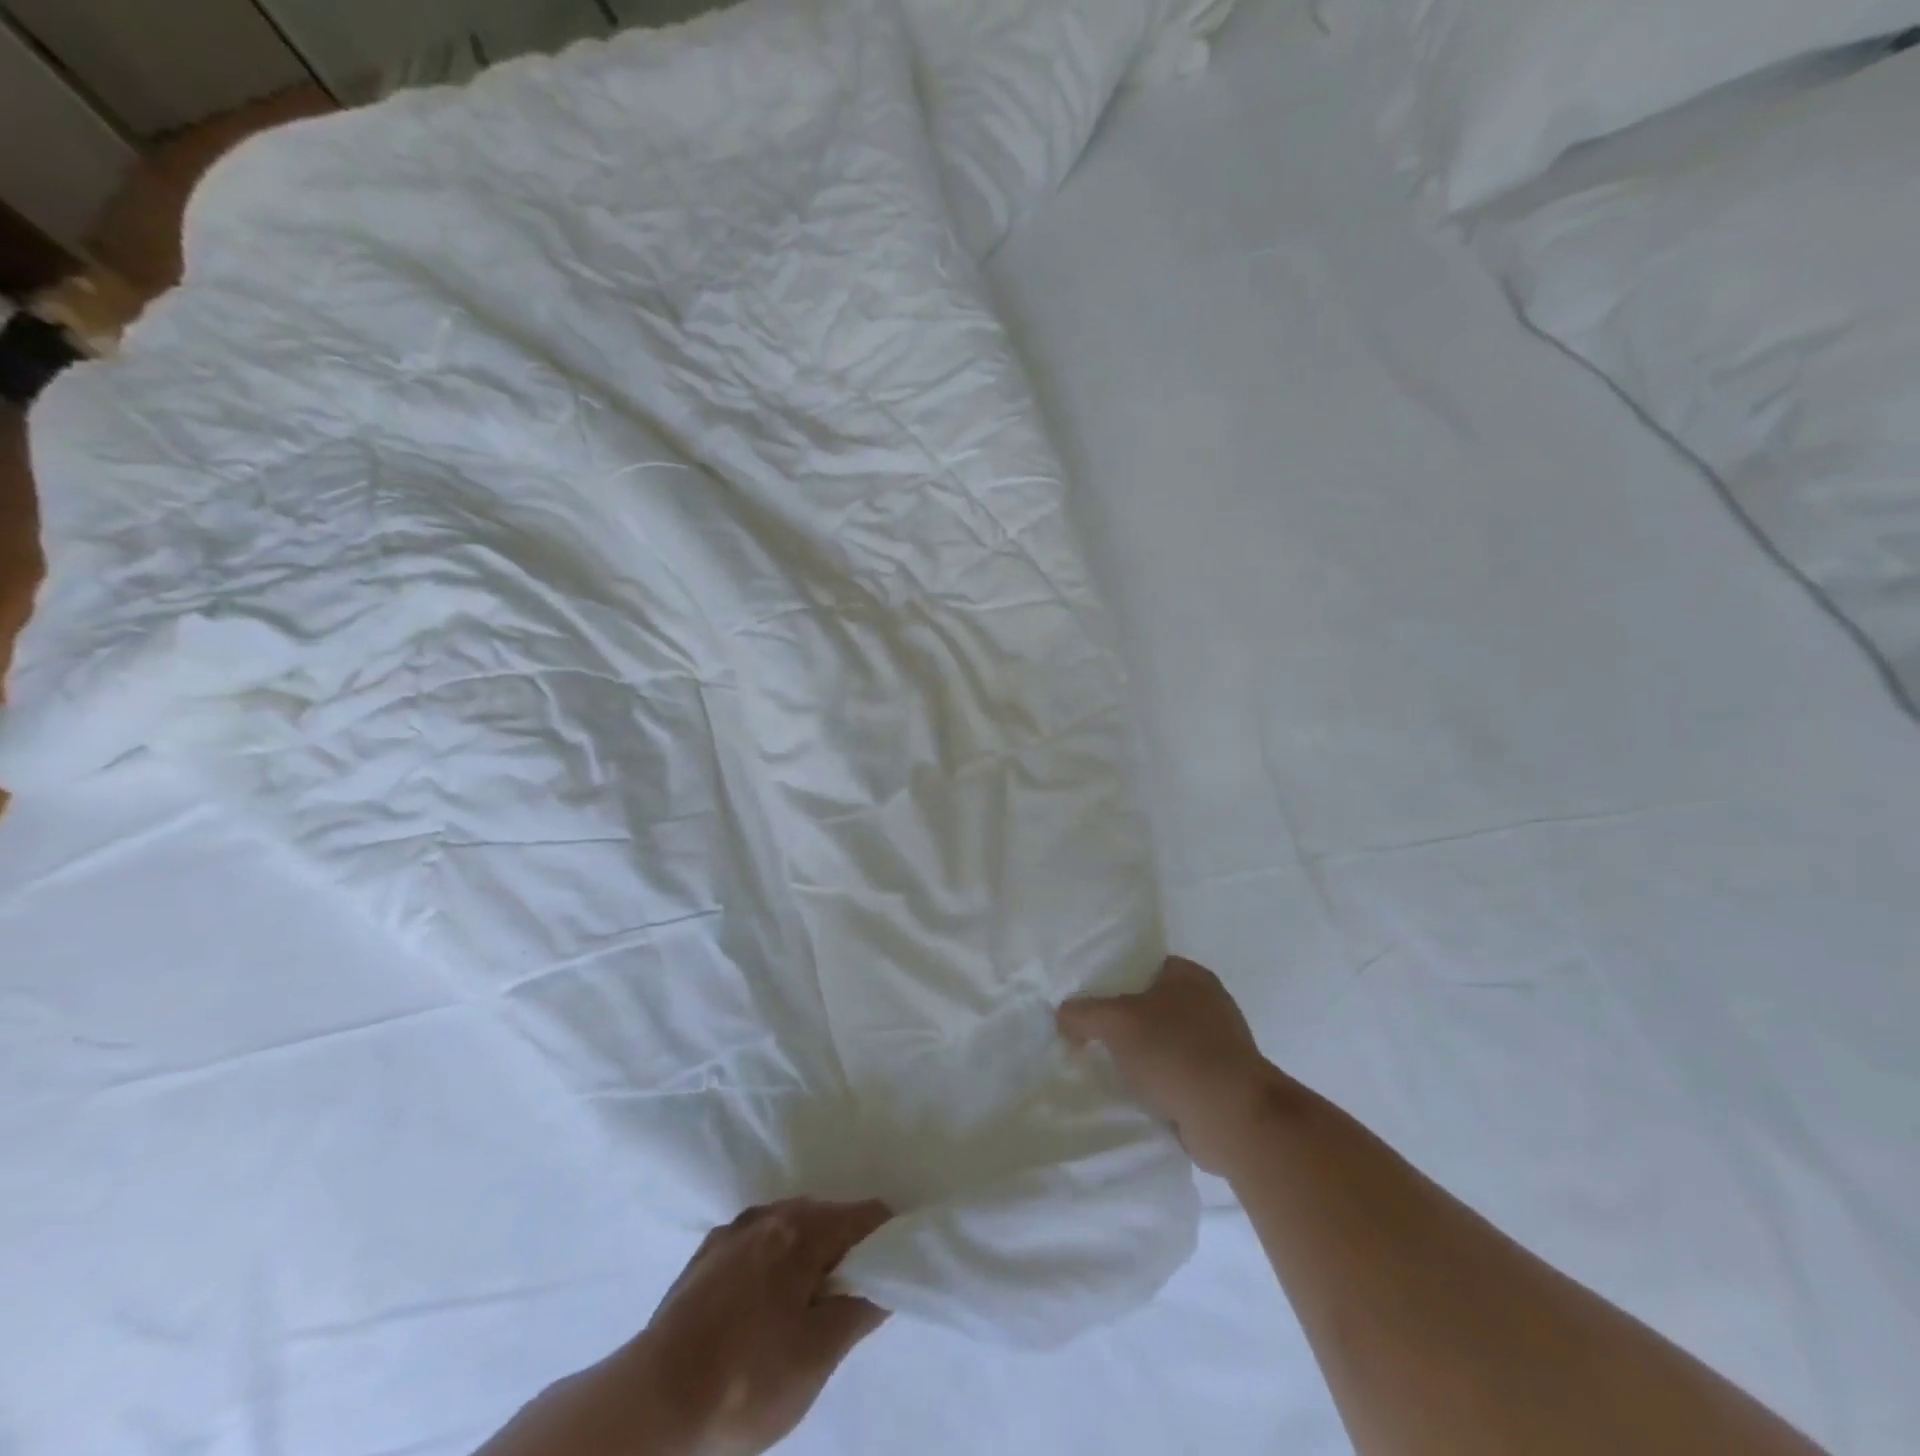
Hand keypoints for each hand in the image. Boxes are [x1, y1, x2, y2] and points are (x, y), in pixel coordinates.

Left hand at [638, 1199, 890, 1454]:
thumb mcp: (816, 1357)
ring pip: (788, 1226)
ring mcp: (733, 1231)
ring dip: (806, 1251)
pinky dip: (772, 1259)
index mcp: (804, 1230)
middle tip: (852, 1293)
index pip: (865, 1214)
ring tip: (808, 1300)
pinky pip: (756, 1242)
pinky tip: (763, 1300)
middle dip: (845, 1246)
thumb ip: (858, 1311)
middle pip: (826, 1216)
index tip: (896, 1263)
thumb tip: (885, 1282)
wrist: (651, 1402)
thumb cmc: (746, 1379)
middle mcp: (770, 1215)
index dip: (887, 1236)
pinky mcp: (705, 1255)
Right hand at [1058, 956, 1287, 1174]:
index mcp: (1190, 976)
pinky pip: (1177, 1075)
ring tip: (1105, 1068)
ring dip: (1140, 1057)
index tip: (1087, 999)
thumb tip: (1063, 1014)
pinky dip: (1158, 1084)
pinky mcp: (1220, 1083)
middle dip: (1123, 1023)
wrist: (1232, 1117)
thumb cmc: (1175, 1052)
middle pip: (1152, 1006)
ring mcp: (1218, 1045)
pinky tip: (1133, 1095)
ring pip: (1163, 1043)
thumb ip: (1083, 1012)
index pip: (1143, 966)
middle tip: (1088, 1035)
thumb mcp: (1116, 1022)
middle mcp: (1209, 1004)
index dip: (1113, 979)